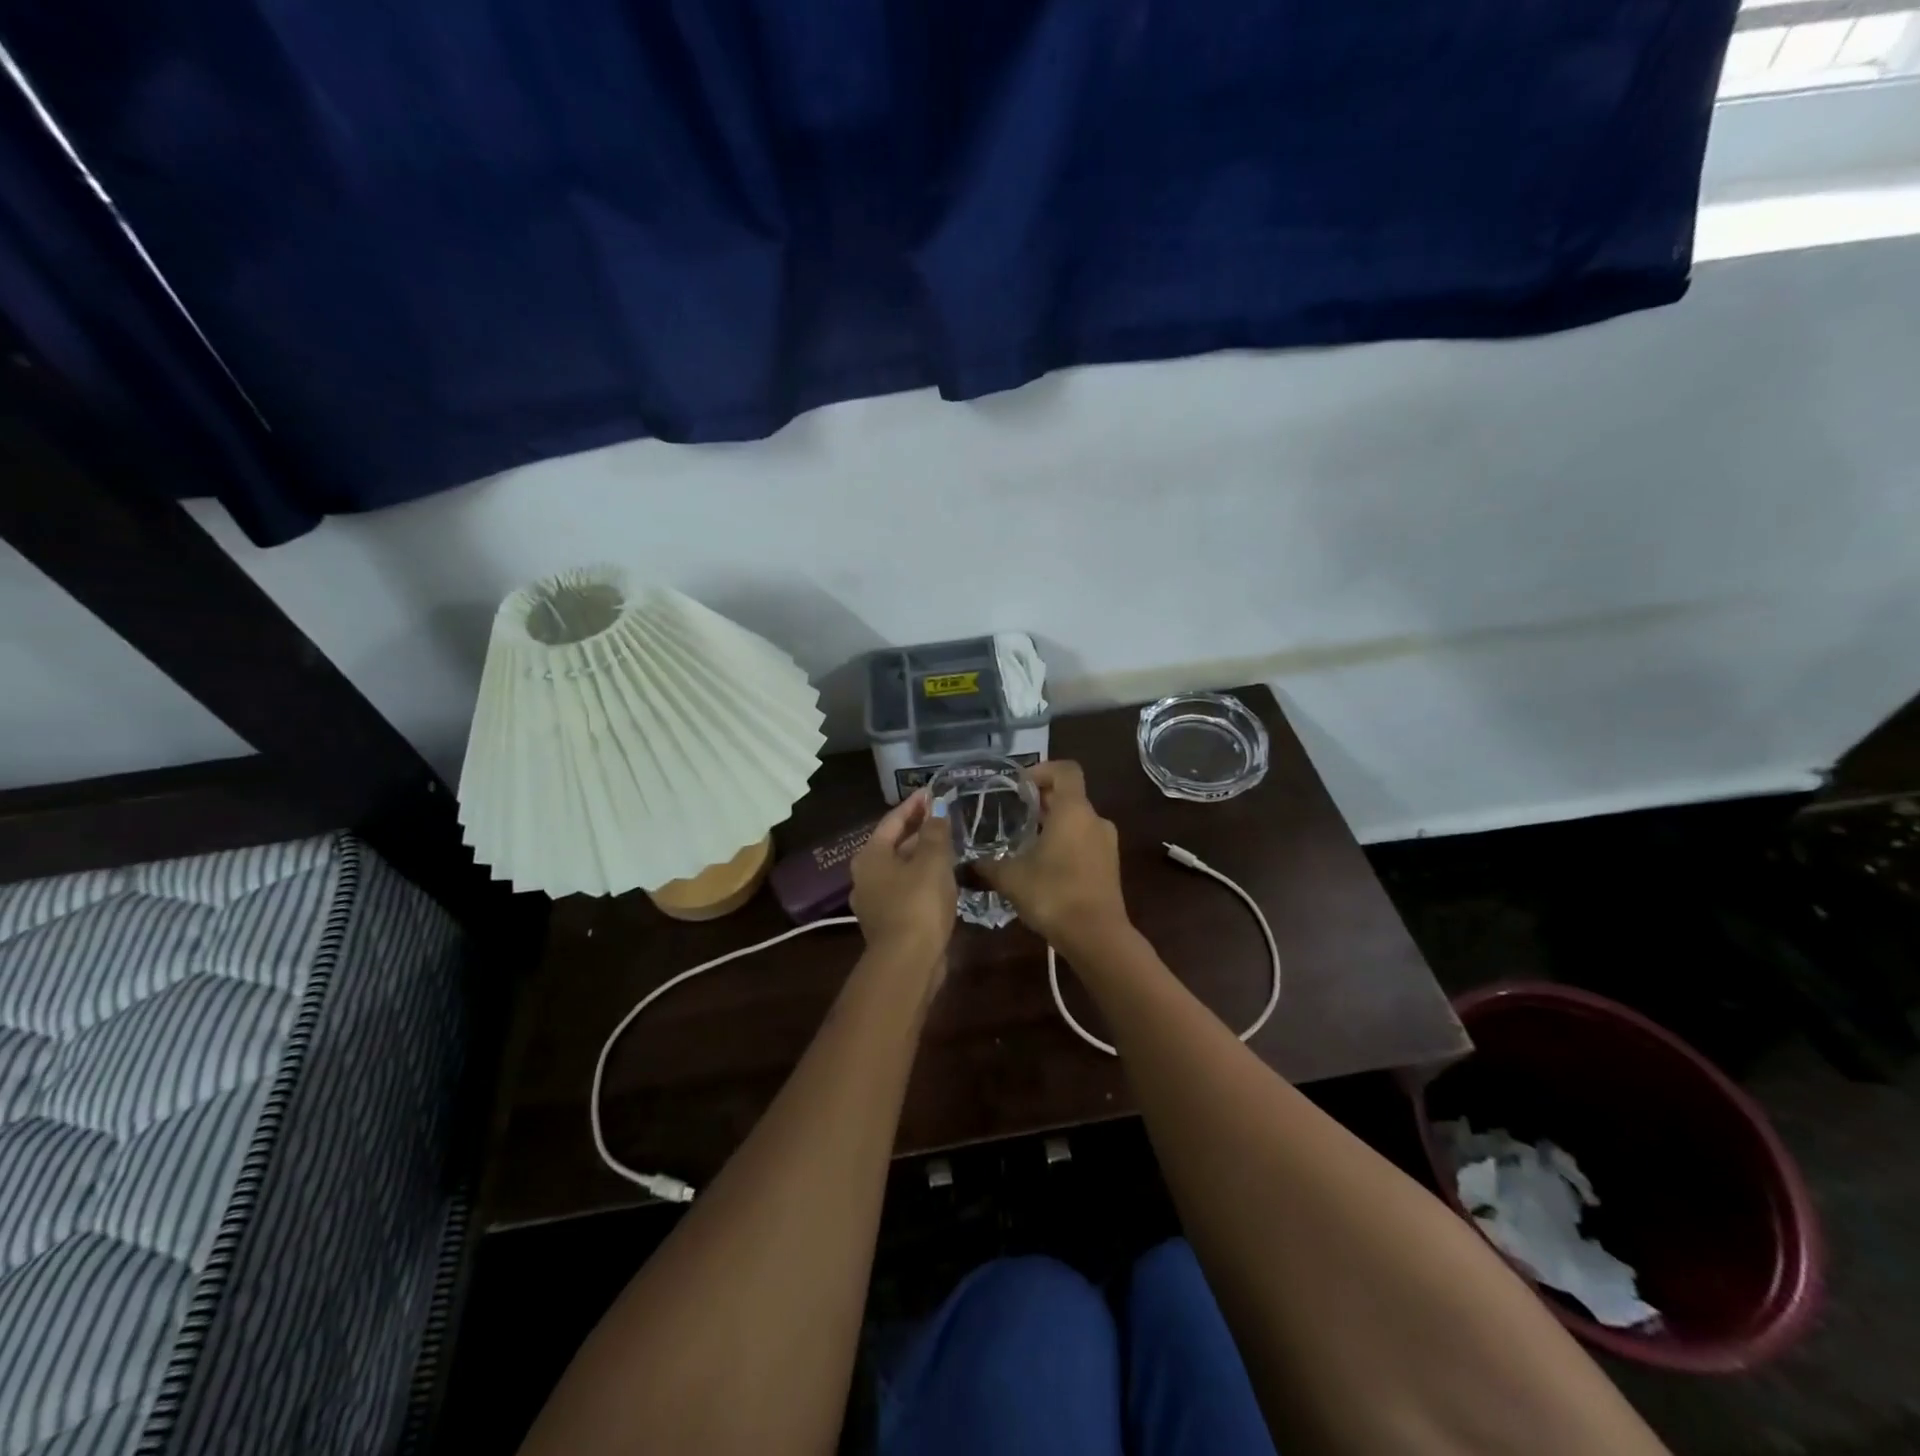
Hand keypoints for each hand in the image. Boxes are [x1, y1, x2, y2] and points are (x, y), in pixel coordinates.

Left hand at [850, 791, 956, 977]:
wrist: (908, 962)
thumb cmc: (918, 903)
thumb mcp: (932, 861)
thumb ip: (935, 832)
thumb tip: (937, 810)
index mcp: (870, 856)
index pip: (892, 821)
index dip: (914, 805)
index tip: (933, 792)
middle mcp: (865, 876)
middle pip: (894, 844)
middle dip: (919, 830)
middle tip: (944, 817)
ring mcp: (875, 902)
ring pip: (901, 869)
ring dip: (923, 855)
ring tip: (949, 845)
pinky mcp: (889, 922)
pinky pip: (907, 890)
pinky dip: (923, 878)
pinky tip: (944, 878)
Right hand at [977, 761, 1131, 957]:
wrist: (1097, 937)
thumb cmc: (1053, 894)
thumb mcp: (1010, 878)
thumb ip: (987, 865)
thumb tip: (964, 864)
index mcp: (1073, 810)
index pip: (1065, 770)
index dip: (1042, 770)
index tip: (1019, 786)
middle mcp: (1095, 819)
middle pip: (1069, 795)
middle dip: (1041, 801)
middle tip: (1012, 814)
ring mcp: (1107, 843)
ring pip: (1077, 821)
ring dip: (1053, 825)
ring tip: (1024, 842)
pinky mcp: (1110, 866)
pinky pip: (1085, 842)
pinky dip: (1065, 844)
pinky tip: (1042, 867)